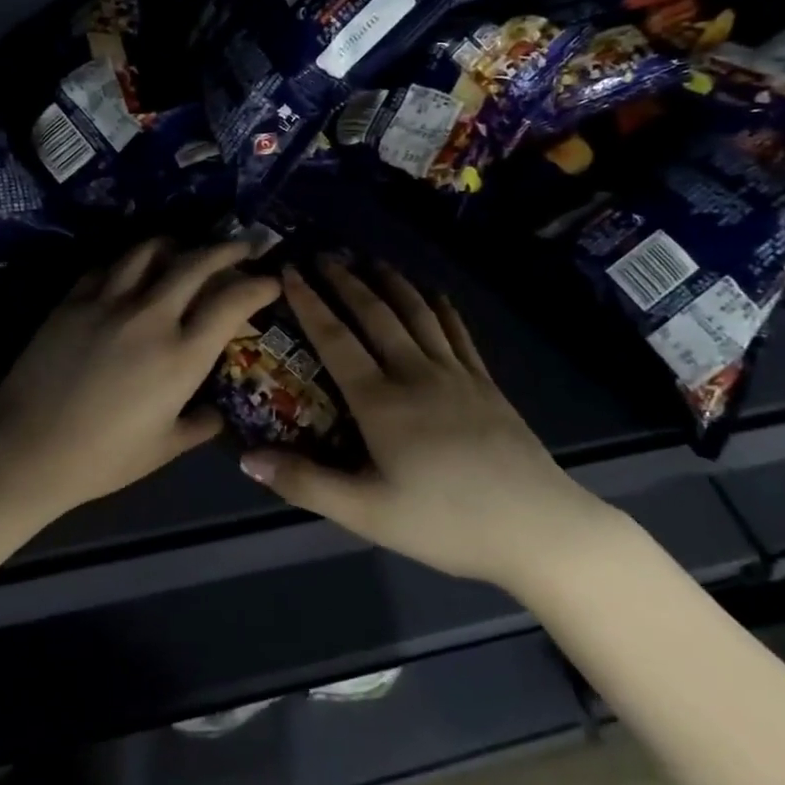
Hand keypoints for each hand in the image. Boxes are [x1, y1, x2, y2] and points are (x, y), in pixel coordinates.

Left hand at [0, 237, 279, 514]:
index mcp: (181, 356)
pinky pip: (107, 266)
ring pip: (149, 250)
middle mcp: (151, 317)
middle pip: (196, 262)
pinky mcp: (73, 299)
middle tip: (241, 245)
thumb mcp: (163, 449)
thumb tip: (216, 413)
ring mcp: (108, 302)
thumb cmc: (102, 458)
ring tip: (183, 248)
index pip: (231, 303)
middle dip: (227, 248)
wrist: (26, 448)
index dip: (257, 285)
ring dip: (175, 244)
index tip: (270, 280)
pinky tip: (130, 269)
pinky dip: (128, 261)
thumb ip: (198, 426)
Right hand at [240, 258, 615, 586]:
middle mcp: (416, 374)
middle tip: (324, 255)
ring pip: (418, 314)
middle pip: (376, 315)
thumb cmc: (445, 523)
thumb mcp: (367, 513)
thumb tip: (246, 458)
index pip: (335, 339)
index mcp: (381, 402)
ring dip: (391, 283)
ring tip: (371, 260)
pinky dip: (441, 307)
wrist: (538, 528)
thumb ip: (305, 483)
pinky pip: (458, 332)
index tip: (289, 271)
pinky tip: (435, 294)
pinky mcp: (485, 383)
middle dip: (347, 282)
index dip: (309, 303)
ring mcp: (456, 374)